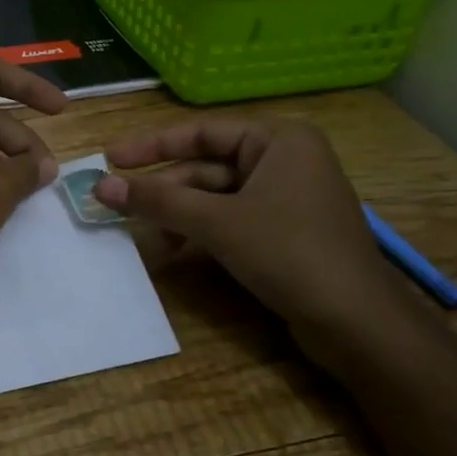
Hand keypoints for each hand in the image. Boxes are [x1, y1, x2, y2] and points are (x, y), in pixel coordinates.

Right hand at [94, 117, 416, 349]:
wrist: (357, 322)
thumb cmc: (289, 252)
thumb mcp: (216, 222)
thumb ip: (157, 201)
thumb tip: (99, 186)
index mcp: (278, 140)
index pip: (202, 132)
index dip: (151, 145)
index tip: (110, 158)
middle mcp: (284, 160)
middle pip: (206, 166)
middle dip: (164, 189)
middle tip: (117, 204)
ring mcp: (287, 198)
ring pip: (216, 197)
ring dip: (179, 214)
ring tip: (147, 234)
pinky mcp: (285, 232)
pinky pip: (232, 219)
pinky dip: (202, 231)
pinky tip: (176, 251)